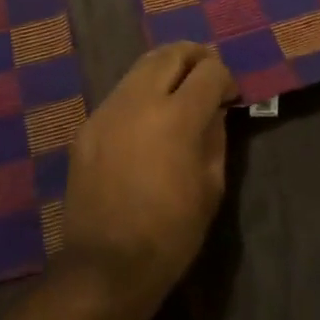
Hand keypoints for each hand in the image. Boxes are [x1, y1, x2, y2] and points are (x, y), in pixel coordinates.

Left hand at [59, 43, 236, 317]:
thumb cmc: (170, 234)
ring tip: (180, 85)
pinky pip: (121, 92)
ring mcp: (109, 109)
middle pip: (172, 53)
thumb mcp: (210, 188)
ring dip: (167, 68)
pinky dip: (142, 90)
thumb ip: (215, 137)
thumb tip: (215, 109)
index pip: (209, 71)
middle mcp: (140, 100)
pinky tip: (150, 114)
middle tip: (208, 72)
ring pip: (142, 66)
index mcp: (177, 118)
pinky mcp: (89, 124)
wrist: (105, 266)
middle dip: (195, 57)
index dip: (225, 78)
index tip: (230, 95)